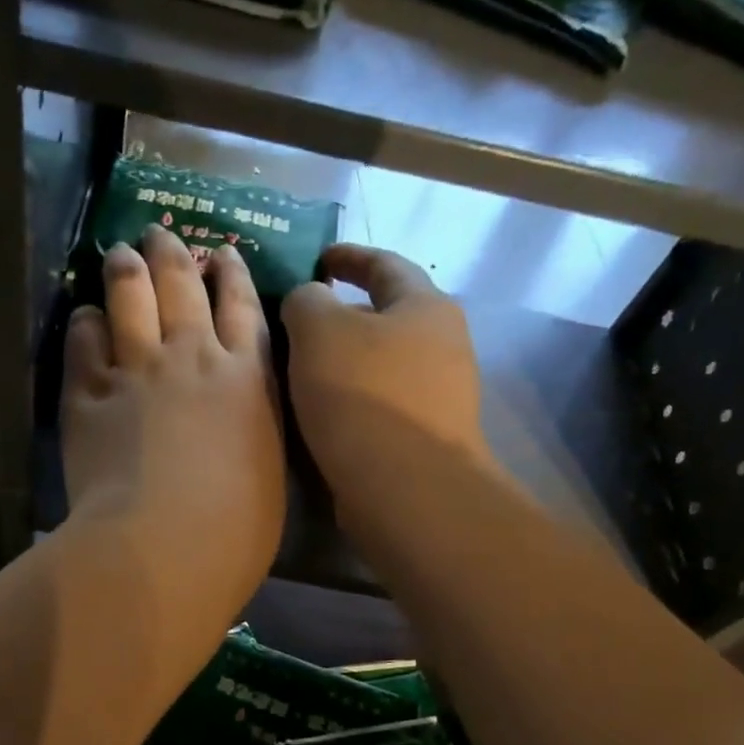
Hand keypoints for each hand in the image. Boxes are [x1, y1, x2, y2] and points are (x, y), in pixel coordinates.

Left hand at [60, 225, 284, 622]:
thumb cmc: (235, 530)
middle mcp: (192, 358)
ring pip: (130, 297)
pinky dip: (85, 323)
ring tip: (120, 252)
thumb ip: (253, 430)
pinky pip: (83, 341)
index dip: (231, 273)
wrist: (164, 547)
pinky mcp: (87, 395)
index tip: (223, 253)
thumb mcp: (268, 472)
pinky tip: (85, 317)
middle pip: (181, 285)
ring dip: (126, 268)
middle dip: (171, 252)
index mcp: (247, 378)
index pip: (242, 307)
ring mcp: (136, 371)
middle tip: (159, 233)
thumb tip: (240, 419)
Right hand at [281, 244, 491, 513]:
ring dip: (346, 360)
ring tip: (302, 368)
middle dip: (345, 313)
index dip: (348, 256)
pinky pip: (381, 402)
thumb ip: (306, 300)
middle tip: (300, 320)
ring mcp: (440, 395)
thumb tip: (309, 301)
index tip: (318, 258)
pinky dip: (352, 397)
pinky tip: (321, 412)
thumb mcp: (319, 330)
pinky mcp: (426, 437)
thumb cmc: (363, 395)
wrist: (405, 488)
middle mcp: (444, 344)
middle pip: (388, 316)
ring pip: (383, 363)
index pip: (385, 264)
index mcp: (425, 306)